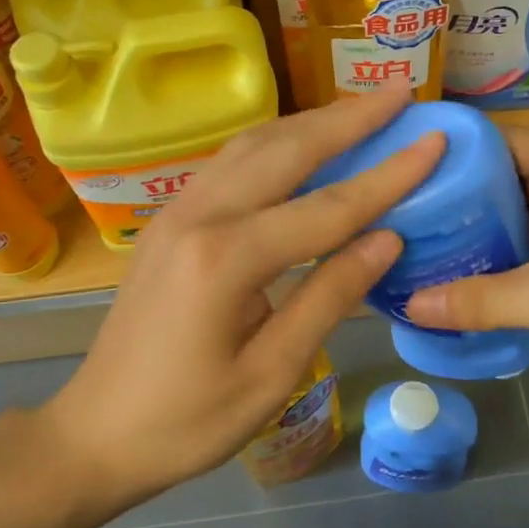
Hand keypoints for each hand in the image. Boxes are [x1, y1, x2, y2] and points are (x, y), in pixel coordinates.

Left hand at [45, 84, 441, 520]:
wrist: (95, 434)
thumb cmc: (188, 421)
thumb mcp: (272, 372)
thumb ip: (330, 297)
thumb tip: (387, 239)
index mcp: (225, 259)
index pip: (328, 207)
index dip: (388, 176)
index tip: (433, 140)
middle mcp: (199, 216)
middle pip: (287, 150)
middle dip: (349, 119)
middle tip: (400, 93)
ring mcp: (177, 211)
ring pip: (254, 145)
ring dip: (312, 122)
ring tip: (361, 109)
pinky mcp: (170, 220)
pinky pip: (232, 163)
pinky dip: (278, 143)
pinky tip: (303, 143)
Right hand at [405, 128, 528, 395]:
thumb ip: (477, 300)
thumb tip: (410, 306)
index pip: (501, 141)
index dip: (455, 160)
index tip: (412, 184)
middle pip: (518, 168)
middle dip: (471, 196)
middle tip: (420, 219)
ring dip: (499, 221)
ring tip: (444, 242)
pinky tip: (494, 263)